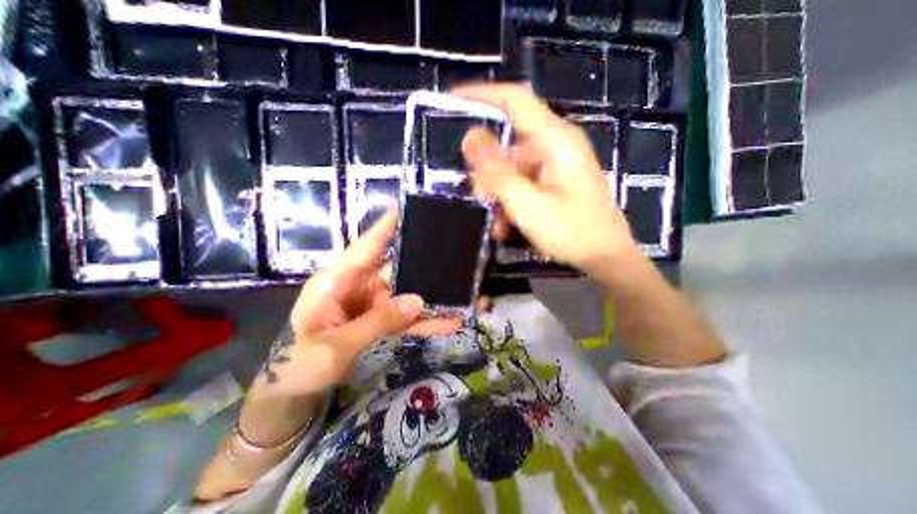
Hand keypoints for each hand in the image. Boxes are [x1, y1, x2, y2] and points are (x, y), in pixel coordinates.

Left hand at [257, 208, 462, 396]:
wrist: (295, 392)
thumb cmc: (300, 364)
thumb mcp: (335, 346)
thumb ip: (377, 322)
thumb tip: (418, 300)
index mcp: (337, 281)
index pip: (365, 248)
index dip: (385, 228)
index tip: (405, 208)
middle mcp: (358, 286)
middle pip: (394, 268)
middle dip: (421, 261)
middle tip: (450, 250)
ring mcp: (371, 304)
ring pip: (405, 295)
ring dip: (430, 298)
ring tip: (460, 292)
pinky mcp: (379, 320)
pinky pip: (405, 318)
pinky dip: (424, 321)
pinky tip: (448, 323)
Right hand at [456, 83, 638, 273]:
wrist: (605, 257)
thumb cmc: (571, 231)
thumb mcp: (527, 204)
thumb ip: (497, 172)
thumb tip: (470, 137)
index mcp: (554, 139)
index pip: (514, 100)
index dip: (482, 95)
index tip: (451, 102)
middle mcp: (555, 145)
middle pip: (509, 142)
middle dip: (487, 168)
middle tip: (478, 194)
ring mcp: (555, 164)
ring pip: (512, 167)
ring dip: (498, 192)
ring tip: (497, 219)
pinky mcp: (554, 181)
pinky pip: (523, 182)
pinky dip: (510, 200)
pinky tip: (506, 224)